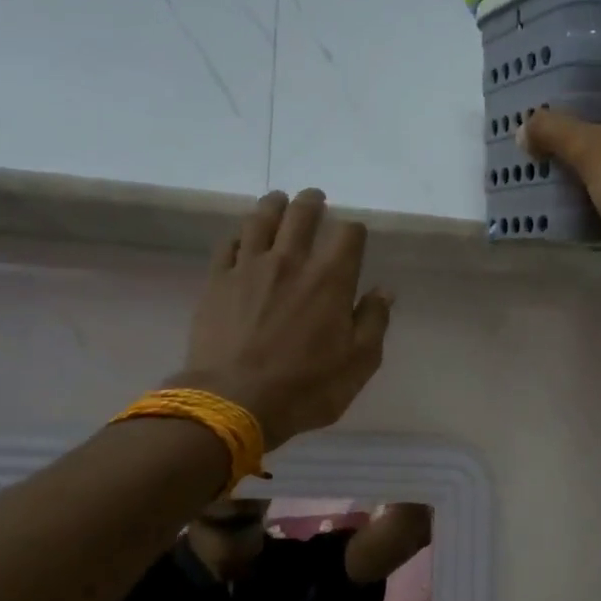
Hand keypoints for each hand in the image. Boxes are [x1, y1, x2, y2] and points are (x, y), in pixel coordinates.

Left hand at [176, 189, 391, 448]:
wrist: (234, 402)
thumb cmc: (307, 387)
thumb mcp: (359, 362)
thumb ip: (374, 321)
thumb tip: (383, 291)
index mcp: (330, 279)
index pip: (348, 234)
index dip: (354, 230)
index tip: (354, 236)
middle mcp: (290, 261)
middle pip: (301, 215)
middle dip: (312, 203)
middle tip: (315, 198)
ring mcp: (248, 268)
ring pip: (261, 220)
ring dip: (273, 205)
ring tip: (278, 200)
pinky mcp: (217, 281)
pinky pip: (228, 245)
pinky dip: (239, 235)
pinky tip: (243, 237)